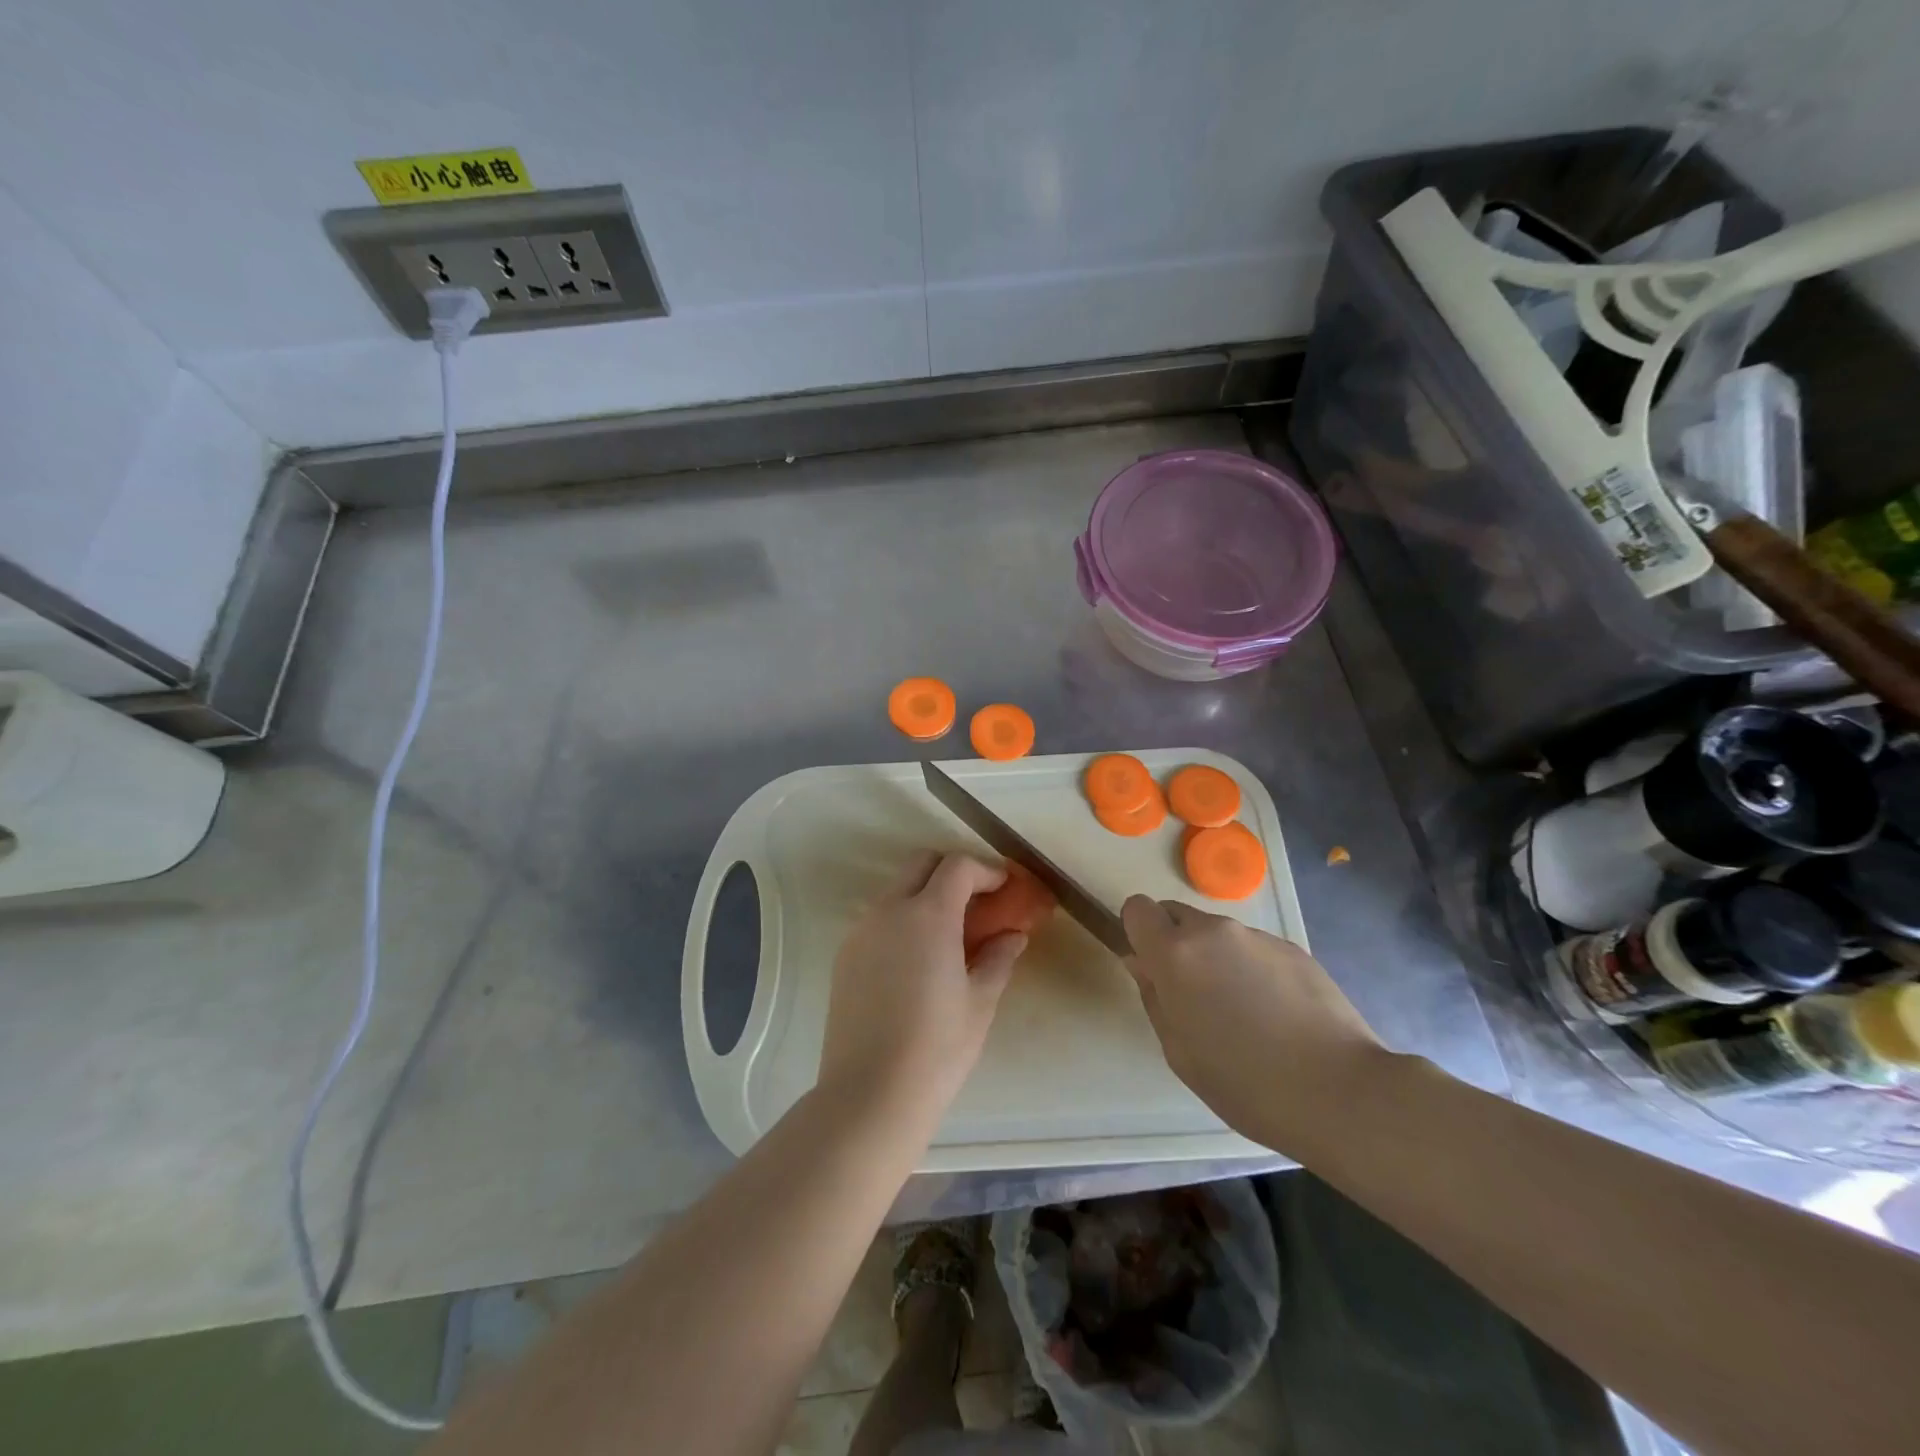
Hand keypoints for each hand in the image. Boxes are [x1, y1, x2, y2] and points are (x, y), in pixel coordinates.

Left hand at [818, 852, 1027, 1126]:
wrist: (869, 1094)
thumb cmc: (937, 1048)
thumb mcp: (980, 1002)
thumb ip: (998, 957)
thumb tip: (1012, 935)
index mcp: (928, 915)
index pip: (958, 867)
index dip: (986, 870)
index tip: (1006, 887)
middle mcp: (889, 911)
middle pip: (922, 865)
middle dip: (953, 872)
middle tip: (979, 902)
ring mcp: (862, 931)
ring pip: (897, 890)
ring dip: (926, 895)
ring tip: (951, 934)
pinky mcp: (845, 955)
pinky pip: (879, 919)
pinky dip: (904, 920)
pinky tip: (919, 958)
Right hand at [1121, 896, 1387, 1157]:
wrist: (1341, 1092)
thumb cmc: (1245, 1083)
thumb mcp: (1179, 1052)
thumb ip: (1153, 997)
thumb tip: (1142, 963)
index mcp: (1176, 954)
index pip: (1138, 908)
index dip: (1139, 934)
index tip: (1152, 968)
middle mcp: (1213, 931)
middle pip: (1177, 915)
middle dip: (1176, 944)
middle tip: (1195, 995)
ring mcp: (1257, 936)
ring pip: (1218, 935)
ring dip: (1217, 959)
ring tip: (1245, 1013)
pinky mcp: (1294, 948)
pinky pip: (1254, 949)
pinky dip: (1253, 970)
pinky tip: (1277, 1015)